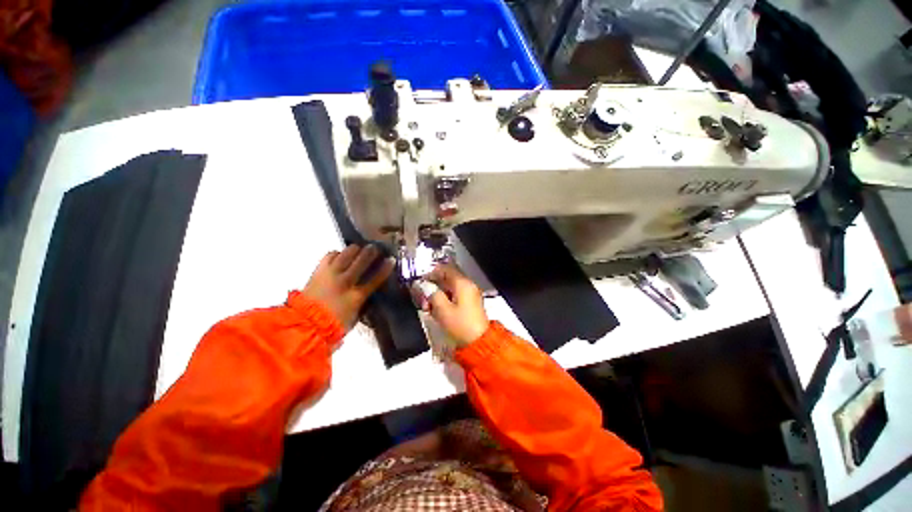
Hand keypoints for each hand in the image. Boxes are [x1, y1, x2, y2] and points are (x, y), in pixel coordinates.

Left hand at [302, 244, 393, 328]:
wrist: (305, 325)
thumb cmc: (333, 325)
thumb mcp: (355, 318)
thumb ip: (363, 304)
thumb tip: (370, 295)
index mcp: (356, 296)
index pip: (376, 278)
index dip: (385, 268)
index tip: (391, 260)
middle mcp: (345, 281)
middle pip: (361, 261)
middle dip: (371, 252)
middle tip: (375, 248)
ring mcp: (331, 275)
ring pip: (346, 254)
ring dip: (354, 250)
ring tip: (358, 248)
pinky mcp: (318, 271)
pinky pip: (330, 256)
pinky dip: (337, 254)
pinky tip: (340, 255)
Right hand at [425, 264, 489, 347]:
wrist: (479, 342)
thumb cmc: (460, 324)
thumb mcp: (443, 310)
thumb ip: (432, 295)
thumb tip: (426, 286)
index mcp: (462, 283)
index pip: (446, 269)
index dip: (432, 272)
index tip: (421, 281)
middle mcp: (468, 285)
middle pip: (448, 278)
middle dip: (434, 285)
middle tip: (423, 296)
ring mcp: (471, 294)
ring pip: (451, 287)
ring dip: (439, 293)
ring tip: (428, 306)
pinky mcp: (471, 303)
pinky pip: (456, 295)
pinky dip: (446, 299)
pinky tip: (438, 309)